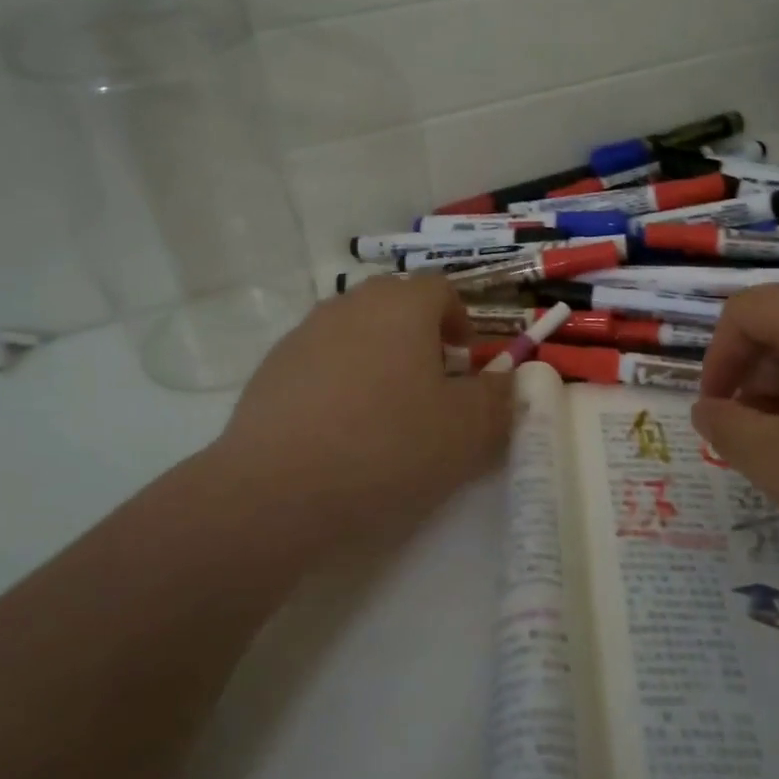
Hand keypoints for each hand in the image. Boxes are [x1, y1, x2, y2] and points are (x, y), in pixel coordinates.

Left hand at [201, 275, 514, 556]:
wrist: (276, 490)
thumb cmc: (388, 448)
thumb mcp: (466, 431)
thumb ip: (497, 399)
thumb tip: (507, 381)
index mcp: (402, 306)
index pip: (440, 288)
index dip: (460, 319)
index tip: (464, 361)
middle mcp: (350, 305)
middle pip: (394, 302)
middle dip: (419, 334)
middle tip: (431, 383)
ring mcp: (304, 334)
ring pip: (354, 330)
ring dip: (378, 356)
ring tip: (384, 411)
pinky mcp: (270, 369)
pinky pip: (319, 360)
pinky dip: (338, 380)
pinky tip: (338, 431)